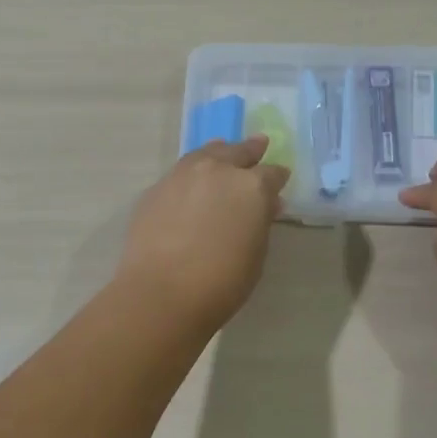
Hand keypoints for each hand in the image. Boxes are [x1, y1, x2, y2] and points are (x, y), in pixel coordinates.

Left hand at [115, 137, 289, 329]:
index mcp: (251, 186)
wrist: (162, 292)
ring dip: (218, 153)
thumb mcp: (256, 254)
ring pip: (205, 154)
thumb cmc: (222, 281)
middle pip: (237, 152)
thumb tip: (266, 205)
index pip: (272, 173)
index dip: (278, 177)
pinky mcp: (156, 189)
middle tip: (258, 145)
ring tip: (222, 151)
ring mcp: (182, 176)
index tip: (281, 179)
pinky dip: (192, 172)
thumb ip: (261, 223)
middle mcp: (217, 171)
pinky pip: (180, 172)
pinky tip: (192, 182)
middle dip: (251, 150)